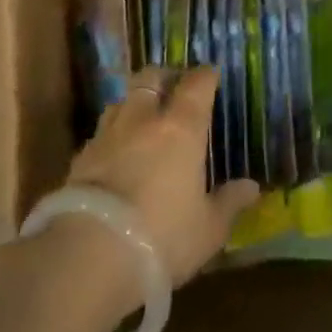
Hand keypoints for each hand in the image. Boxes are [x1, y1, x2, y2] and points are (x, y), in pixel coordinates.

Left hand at [66, 65, 259, 287]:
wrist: (89, 255)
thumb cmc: (163, 236)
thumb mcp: (208, 228)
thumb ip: (229, 202)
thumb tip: (252, 187)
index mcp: (181, 127)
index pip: (197, 84)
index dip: (206, 76)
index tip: (212, 75)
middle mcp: (143, 119)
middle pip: (151, 77)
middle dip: (165, 77)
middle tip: (175, 89)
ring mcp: (108, 135)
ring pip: (122, 100)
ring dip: (135, 104)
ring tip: (143, 120)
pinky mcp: (80, 157)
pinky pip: (101, 133)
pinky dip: (112, 135)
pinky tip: (116, 155)